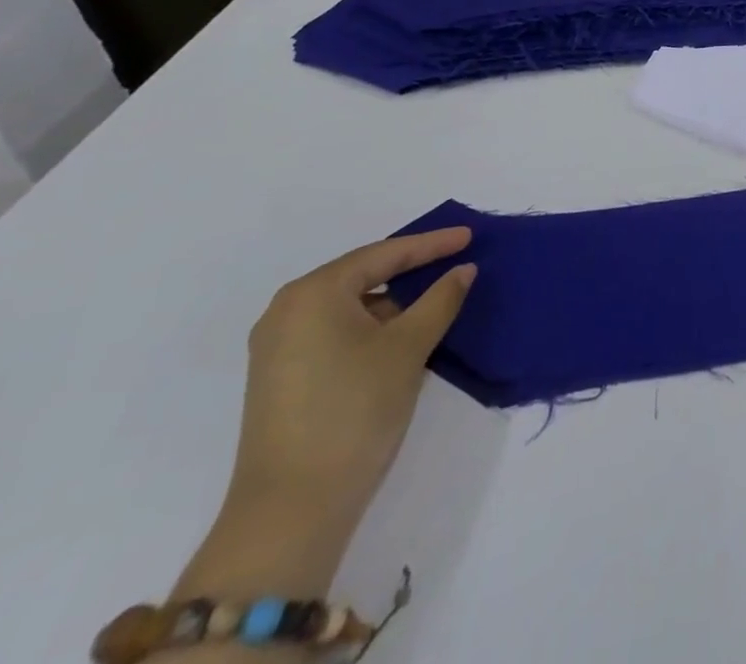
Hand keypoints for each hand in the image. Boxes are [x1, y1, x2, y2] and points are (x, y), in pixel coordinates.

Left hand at [230, 228, 475, 532]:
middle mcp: (287, 312)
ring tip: (436, 301)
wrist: (291, 510)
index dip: (431, 244)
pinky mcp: (280, 379)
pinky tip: (403, 337)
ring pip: (349, 307)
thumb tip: (463, 270)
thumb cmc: (354, 409)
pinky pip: (335, 332)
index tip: (469, 236)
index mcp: (313, 294)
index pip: (383, 255)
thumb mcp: (409, 346)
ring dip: (393, 303)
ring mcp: (277, 348)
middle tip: (454, 261)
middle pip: (362, 276)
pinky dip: (372, 328)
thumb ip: (441, 299)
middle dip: (410, 270)